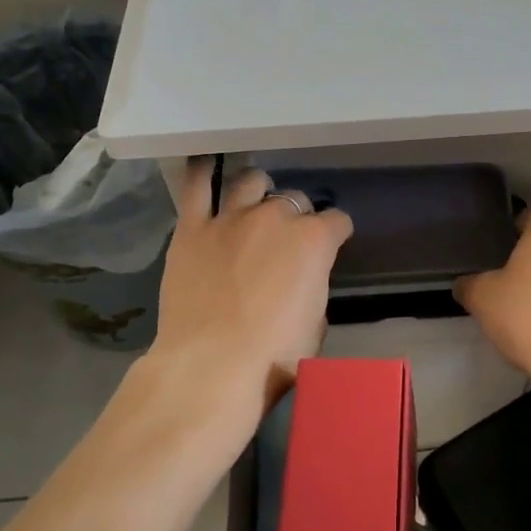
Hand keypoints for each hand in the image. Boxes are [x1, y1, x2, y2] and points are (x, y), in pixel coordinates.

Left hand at [152, 161, 353, 423]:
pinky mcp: (192, 227)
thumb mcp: (316, 322)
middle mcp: (276, 217)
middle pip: (295, 199)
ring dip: (259, 192)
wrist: (213, 365)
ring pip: (251, 182)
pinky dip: (202, 172)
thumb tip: (301, 278)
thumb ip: (313, 285)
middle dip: (296, 216)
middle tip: (286, 239)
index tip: (332, 245)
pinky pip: (196, 186)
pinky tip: (205, 166)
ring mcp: (232, 218)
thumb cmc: (275, 356)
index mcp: (314, 240)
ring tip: (253, 206)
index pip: (337, 221)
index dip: (336, 234)